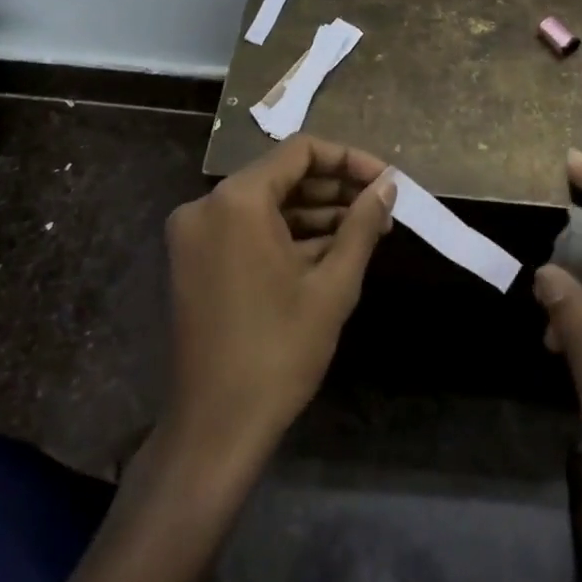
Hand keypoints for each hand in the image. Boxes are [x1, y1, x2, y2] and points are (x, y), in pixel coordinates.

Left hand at [163, 134, 396, 465]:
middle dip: (335, 188)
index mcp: (237, 200)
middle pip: (282, 175)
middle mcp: (208, 204)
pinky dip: (286, 234)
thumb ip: (362, 225)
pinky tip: (330, 249)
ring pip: (266, 203)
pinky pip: (247, 228)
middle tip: (381, 207)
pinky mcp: (194, 260)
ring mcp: (196, 233)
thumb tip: (387, 185)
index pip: (301, 151)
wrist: (214, 430)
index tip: (386, 180)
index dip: (349, 159)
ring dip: (315, 212)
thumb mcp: (332, 285)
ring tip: (365, 229)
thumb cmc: (278, 352)